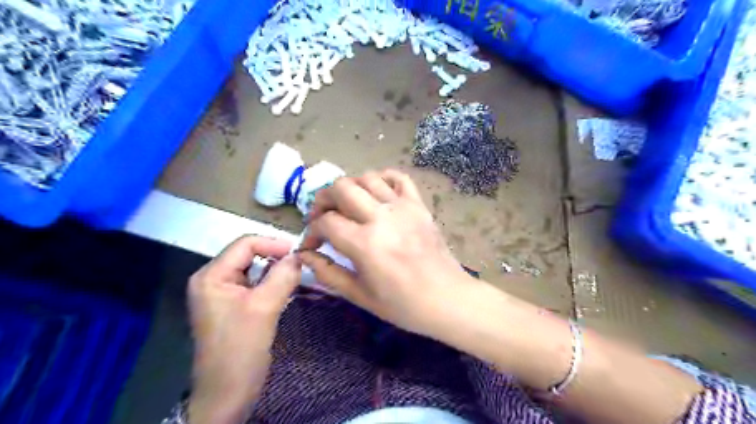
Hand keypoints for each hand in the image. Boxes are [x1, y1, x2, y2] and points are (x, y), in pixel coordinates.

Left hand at [186, 236, 300, 422]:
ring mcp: (222, 292)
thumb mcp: (264, 308)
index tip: (299, 253)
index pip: (245, 244)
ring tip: (297, 275)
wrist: (227, 394)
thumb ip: (282, 277)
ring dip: (275, 270)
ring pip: (254, 268)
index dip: (273, 244)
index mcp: (211, 276)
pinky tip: (286, 288)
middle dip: (275, 256)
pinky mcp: (233, 305)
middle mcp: (213, 279)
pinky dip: (272, 282)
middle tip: (301, 264)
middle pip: (249, 254)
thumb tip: (300, 255)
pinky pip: (255, 283)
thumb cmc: (240, 350)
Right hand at [300, 170, 480, 339]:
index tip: (312, 244)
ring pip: (367, 178)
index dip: (311, 232)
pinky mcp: (419, 205)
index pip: (326, 222)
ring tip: (348, 205)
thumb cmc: (402, 304)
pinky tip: (376, 192)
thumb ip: (328, 272)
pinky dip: (383, 178)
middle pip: (341, 188)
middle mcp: (381, 217)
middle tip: (323, 216)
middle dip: (323, 199)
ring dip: (350, 187)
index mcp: (364, 243)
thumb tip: (303, 255)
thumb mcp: (359, 295)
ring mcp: (402, 207)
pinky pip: (399, 178)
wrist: (447, 299)